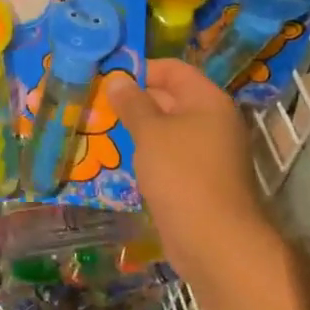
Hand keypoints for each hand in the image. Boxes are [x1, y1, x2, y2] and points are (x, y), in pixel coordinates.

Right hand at [106, 60, 270, 282]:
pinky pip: (169, 156)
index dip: (141, 69)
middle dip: (134, 100)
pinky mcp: (198, 180)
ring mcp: (207, 153)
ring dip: (137, 130)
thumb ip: (133, 104)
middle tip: (96, 104)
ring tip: (100, 129)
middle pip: (170, 98)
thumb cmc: (182, 174)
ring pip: (167, 130)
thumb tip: (118, 79)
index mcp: (208, 101)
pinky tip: (120, 160)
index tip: (107, 77)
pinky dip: (147, 155)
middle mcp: (213, 121)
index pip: (173, 70)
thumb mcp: (150, 133)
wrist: (213, 240)